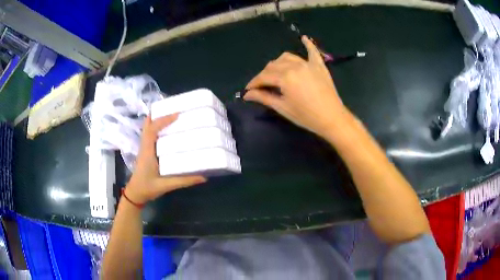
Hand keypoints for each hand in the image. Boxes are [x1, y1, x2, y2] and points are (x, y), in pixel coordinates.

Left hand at [126, 114, 206, 204]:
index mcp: (147, 151)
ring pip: (148, 128)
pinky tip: (167, 130)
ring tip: (171, 114)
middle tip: (172, 108)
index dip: (163, 120)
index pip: (152, 130)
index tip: (177, 114)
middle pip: (147, 124)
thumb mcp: (166, 185)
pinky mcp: (146, 151)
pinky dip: (157, 127)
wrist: (135, 194)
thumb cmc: (147, 188)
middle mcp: (145, 146)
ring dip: (157, 119)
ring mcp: (144, 148)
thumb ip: (183, 181)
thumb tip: (203, 177)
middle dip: (158, 114)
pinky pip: (150, 134)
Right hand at [245, 36, 349, 138]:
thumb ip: (263, 97)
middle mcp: (294, 66)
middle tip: (261, 86)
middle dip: (264, 75)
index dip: (253, 83)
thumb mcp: (282, 108)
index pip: (263, 77)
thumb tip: (247, 94)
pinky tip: (303, 38)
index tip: (247, 90)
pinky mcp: (319, 65)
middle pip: (273, 65)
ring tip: (275, 72)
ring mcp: (308, 64)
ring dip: (278, 63)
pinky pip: (312, 51)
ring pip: (287, 57)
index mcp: (284, 77)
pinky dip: (308, 44)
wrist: (332, 118)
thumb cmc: (306, 116)